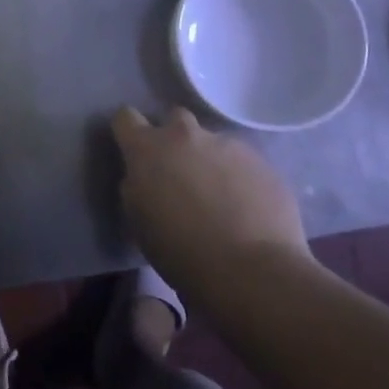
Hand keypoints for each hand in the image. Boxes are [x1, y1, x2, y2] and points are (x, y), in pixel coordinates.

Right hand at [111, 107, 308, 296]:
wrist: (251, 271)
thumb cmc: (180, 251)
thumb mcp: (138, 219)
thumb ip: (137, 185)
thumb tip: (145, 176)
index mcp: (147, 149)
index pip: (125, 118)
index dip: (128, 131)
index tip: (133, 150)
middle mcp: (186, 136)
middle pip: (175, 118)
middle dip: (174, 138)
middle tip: (179, 172)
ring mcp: (228, 145)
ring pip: (213, 142)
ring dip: (210, 160)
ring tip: (220, 196)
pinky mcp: (263, 162)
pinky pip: (244, 162)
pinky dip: (240, 177)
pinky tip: (246, 207)